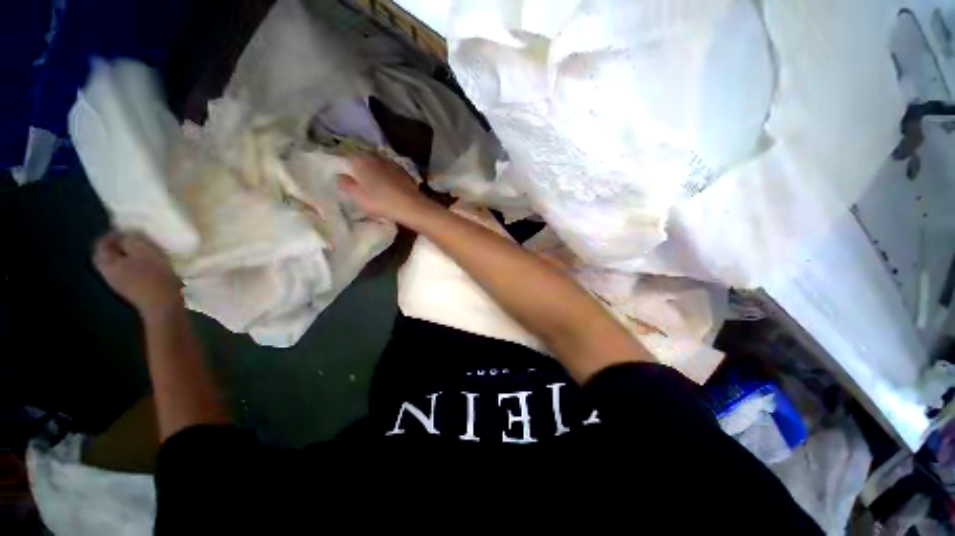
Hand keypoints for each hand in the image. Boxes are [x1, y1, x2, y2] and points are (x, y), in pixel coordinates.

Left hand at [94, 231, 182, 318]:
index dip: (113, 234)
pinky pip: (130, 274)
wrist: (164, 305)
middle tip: (137, 242)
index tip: (131, 231)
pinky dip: (137, 268)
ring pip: (119, 266)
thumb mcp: (144, 250)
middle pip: (108, 256)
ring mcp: (120, 285)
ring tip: (147, 254)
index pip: (101, 244)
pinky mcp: (133, 292)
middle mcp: (108, 274)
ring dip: (130, 258)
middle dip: (119, 247)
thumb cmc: (154, 275)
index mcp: (107, 263)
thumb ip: (131, 239)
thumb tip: (127, 236)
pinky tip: (151, 268)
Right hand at [338, 156, 434, 224]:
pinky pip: (391, 172)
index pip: (349, 160)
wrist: (410, 205)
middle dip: (364, 170)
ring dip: (377, 173)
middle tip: (363, 185)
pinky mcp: (404, 172)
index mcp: (361, 160)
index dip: (349, 170)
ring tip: (377, 188)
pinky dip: (389, 178)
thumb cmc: (380, 201)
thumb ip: (346, 184)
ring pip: (379, 166)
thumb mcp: (357, 196)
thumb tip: (341, 176)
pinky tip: (391, 189)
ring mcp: (392, 163)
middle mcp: (376, 157)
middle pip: (365, 161)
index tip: (350, 181)